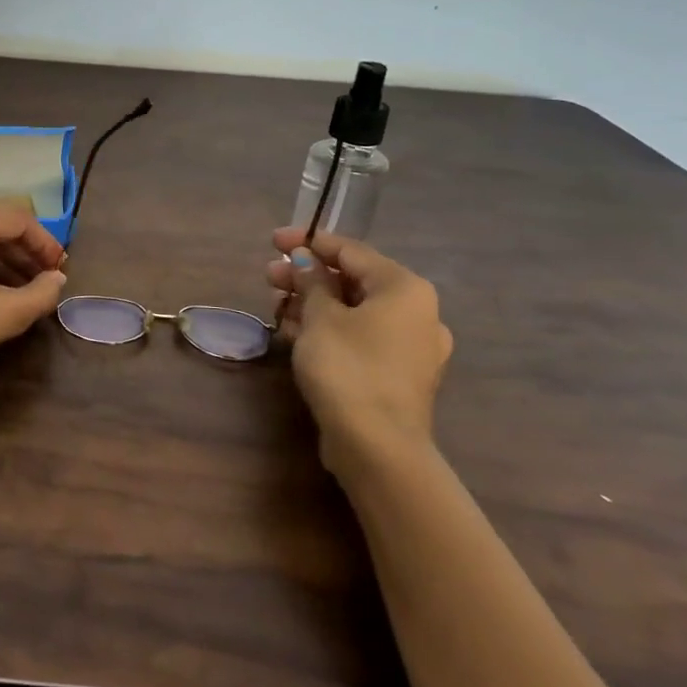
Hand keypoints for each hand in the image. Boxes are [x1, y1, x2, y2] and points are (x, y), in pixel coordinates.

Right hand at [266, 228, 452, 477]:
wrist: (377, 446)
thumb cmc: (348, 368)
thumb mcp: (320, 317)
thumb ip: (311, 281)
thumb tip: (304, 260)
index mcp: (405, 288)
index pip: (351, 251)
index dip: (309, 242)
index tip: (274, 240)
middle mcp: (417, 312)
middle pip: (353, 281)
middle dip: (308, 277)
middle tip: (269, 277)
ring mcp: (411, 347)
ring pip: (355, 311)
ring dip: (314, 304)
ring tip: (277, 307)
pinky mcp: (398, 374)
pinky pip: (360, 337)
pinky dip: (330, 330)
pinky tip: (296, 334)